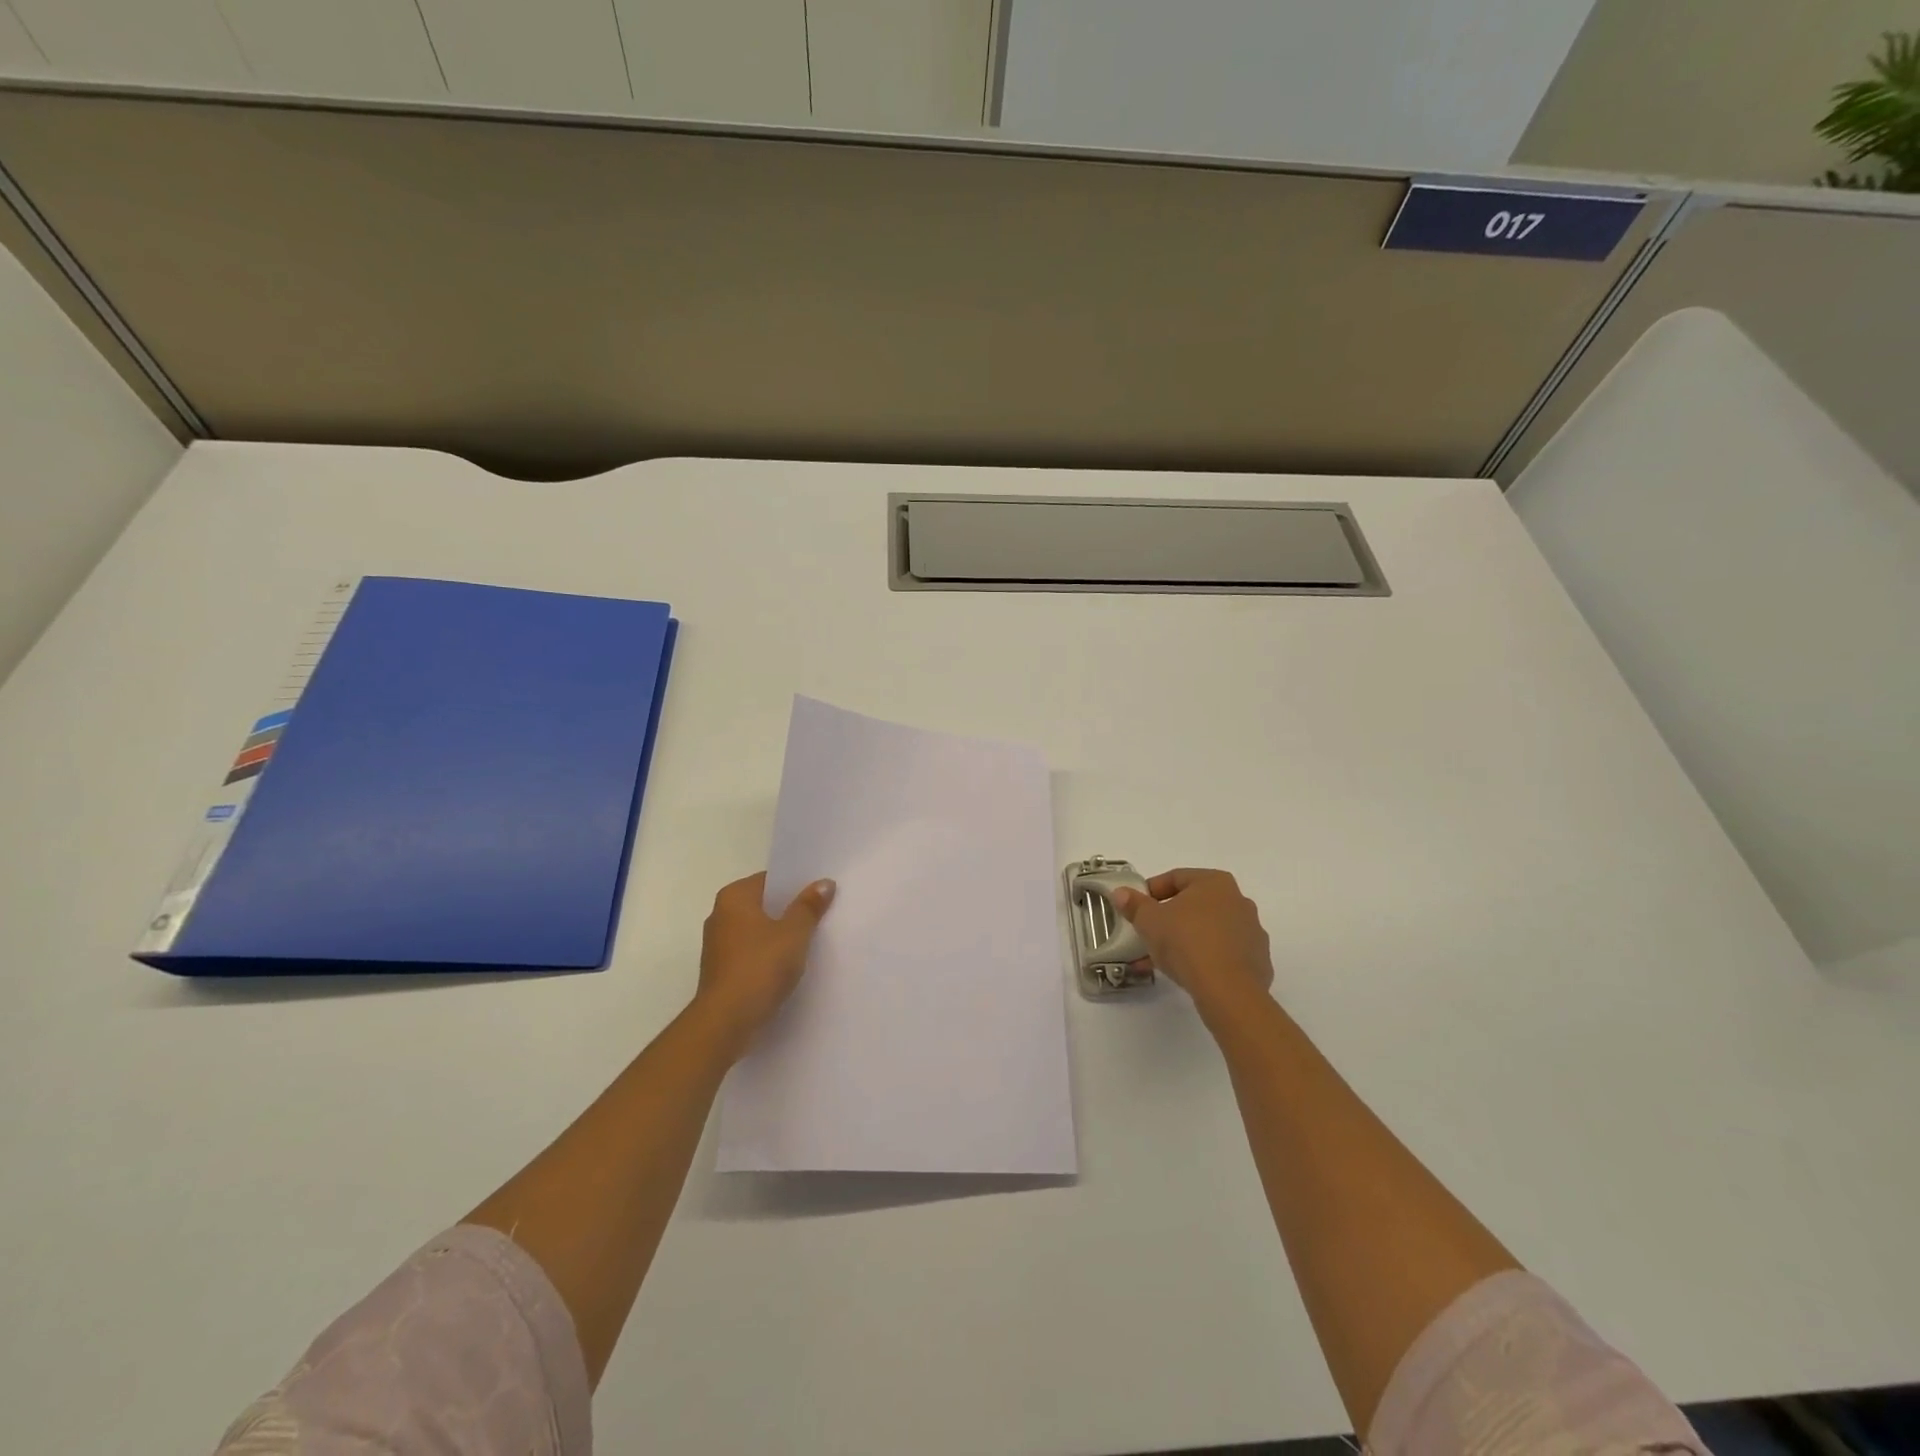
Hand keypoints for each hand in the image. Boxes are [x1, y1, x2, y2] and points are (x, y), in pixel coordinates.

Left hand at [694, 873, 835, 1057]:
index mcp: (734, 897)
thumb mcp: (794, 933)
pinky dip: (769, 955)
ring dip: (780, 935)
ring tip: (812, 940)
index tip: (821, 892)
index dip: (797, 885)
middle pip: (764, 905)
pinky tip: (791, 965)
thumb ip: (809, 906)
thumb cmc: (760, 967)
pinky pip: (752, 952)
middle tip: (823, 914)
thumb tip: (824, 882)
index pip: (770, 880)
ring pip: (758, 930)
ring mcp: (719, 945)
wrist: (726, 1021)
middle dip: (790, 910)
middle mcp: (721, 915)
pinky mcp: (722, 970)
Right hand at [1112, 868, 1273, 1017]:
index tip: (1136, 909)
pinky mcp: (1257, 961)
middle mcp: (1239, 900)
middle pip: (1194, 905)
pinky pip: (1223, 954)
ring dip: (1185, 940)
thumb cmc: (1186, 942)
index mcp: (1215, 882)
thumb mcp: (1150, 921)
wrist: (1228, 990)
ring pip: (1208, 931)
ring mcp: (1252, 932)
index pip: (1176, 878)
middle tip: (1148, 934)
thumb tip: (1121, 893)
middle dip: (1168, 919)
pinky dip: (1204, 959)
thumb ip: (1134, 904)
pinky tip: (1186, 974)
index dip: (1151, 892)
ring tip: (1161, 960)